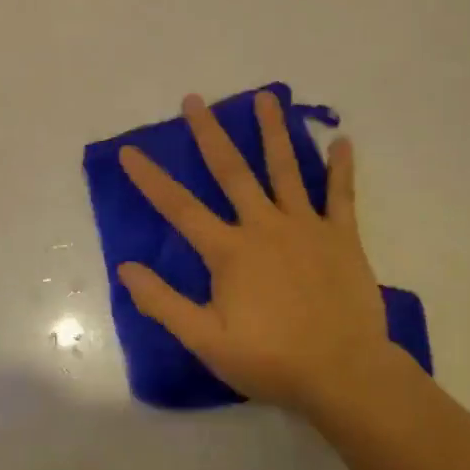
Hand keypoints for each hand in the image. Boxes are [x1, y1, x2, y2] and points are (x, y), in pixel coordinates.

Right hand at [117, 91, 394, 411]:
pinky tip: (342, 139)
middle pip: (232, 171)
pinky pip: (341, 195)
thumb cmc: (271, 359)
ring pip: (286, 169)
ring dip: (273, 131)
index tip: (130, 150)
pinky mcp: (342, 236)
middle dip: (209, 133)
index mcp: (230, 251)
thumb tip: (126, 267)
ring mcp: (306, 227)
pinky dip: (341, 167)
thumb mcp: (206, 340)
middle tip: (194, 99)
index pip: (180, 208)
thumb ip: (164, 303)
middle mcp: (264, 226)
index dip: (151, 179)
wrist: (344, 373)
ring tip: (266, 96)